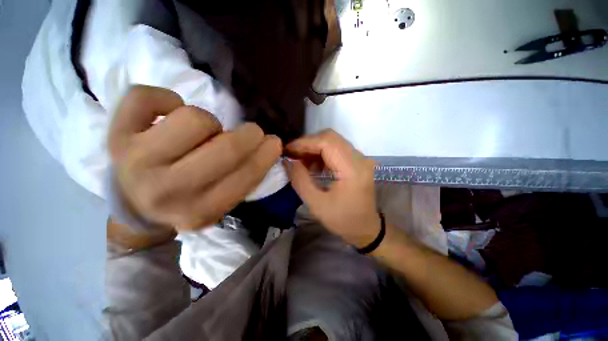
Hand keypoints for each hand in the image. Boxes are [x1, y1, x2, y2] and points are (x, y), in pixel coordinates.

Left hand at [108, 85, 281, 230]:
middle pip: (225, 146)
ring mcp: (136, 160)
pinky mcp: (115, 134)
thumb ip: (245, 178)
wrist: (134, 204)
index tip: (274, 142)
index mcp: (200, 211)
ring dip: (210, 123)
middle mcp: (167, 190)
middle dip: (250, 134)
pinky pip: (145, 97)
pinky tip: (170, 116)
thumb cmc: (186, 200)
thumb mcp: (220, 202)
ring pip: (193, 118)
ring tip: (204, 134)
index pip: (245, 176)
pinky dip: (166, 98)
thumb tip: (267, 147)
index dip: (266, 154)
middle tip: (252, 132)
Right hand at [285, 129, 379, 247]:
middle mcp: (360, 158)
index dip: (305, 143)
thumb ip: (301, 181)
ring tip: (301, 160)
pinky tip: (314, 165)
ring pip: (333, 141)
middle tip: (293, 154)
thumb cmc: (343, 220)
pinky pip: (337, 149)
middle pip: (331, 138)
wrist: (366, 228)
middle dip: (308, 143)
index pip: (327, 143)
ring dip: (315, 147)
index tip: (288, 150)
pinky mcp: (358, 161)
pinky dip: (322, 153)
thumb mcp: (317, 205)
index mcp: (352, 170)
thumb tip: (288, 161)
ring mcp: (360, 158)